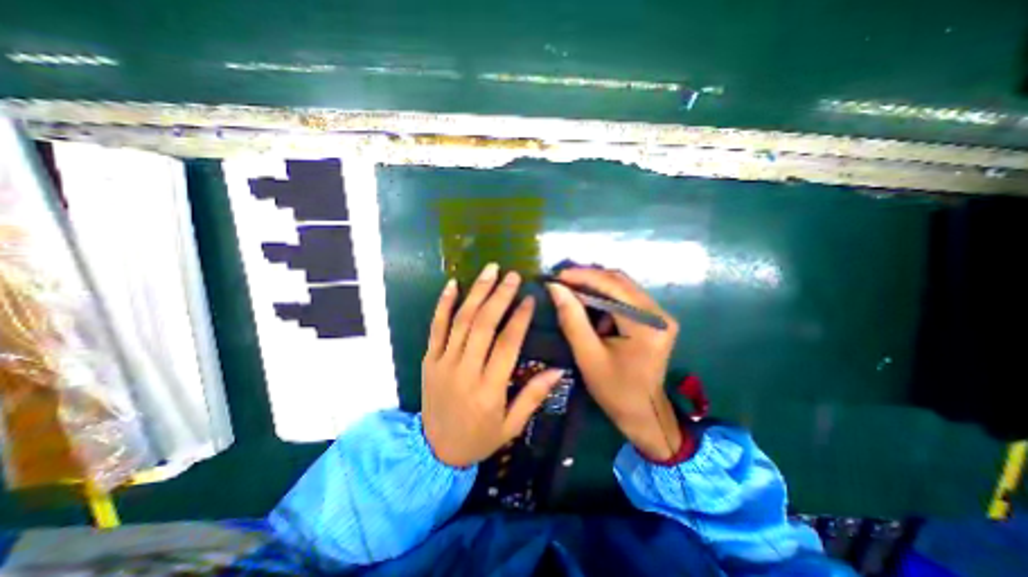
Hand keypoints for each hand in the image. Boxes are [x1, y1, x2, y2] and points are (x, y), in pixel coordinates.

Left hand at [423, 263, 564, 465]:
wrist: (434, 452)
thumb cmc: (478, 438)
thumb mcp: (511, 426)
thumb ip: (533, 396)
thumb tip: (558, 370)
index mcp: (488, 389)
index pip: (507, 344)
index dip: (519, 318)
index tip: (529, 298)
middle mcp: (465, 370)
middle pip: (483, 325)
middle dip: (499, 296)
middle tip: (512, 275)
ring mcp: (443, 362)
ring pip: (461, 320)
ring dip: (476, 292)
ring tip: (490, 270)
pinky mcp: (429, 359)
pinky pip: (435, 327)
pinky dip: (443, 304)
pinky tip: (453, 284)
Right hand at [545, 265, 679, 459]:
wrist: (644, 413)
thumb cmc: (615, 390)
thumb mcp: (588, 355)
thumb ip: (572, 318)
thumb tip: (555, 288)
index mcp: (647, 324)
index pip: (613, 286)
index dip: (583, 276)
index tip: (558, 276)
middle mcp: (659, 314)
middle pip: (620, 282)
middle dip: (588, 278)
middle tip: (562, 281)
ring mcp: (659, 315)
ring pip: (622, 287)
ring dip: (596, 287)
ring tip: (572, 291)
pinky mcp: (654, 319)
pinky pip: (626, 298)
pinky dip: (605, 298)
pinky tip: (589, 305)